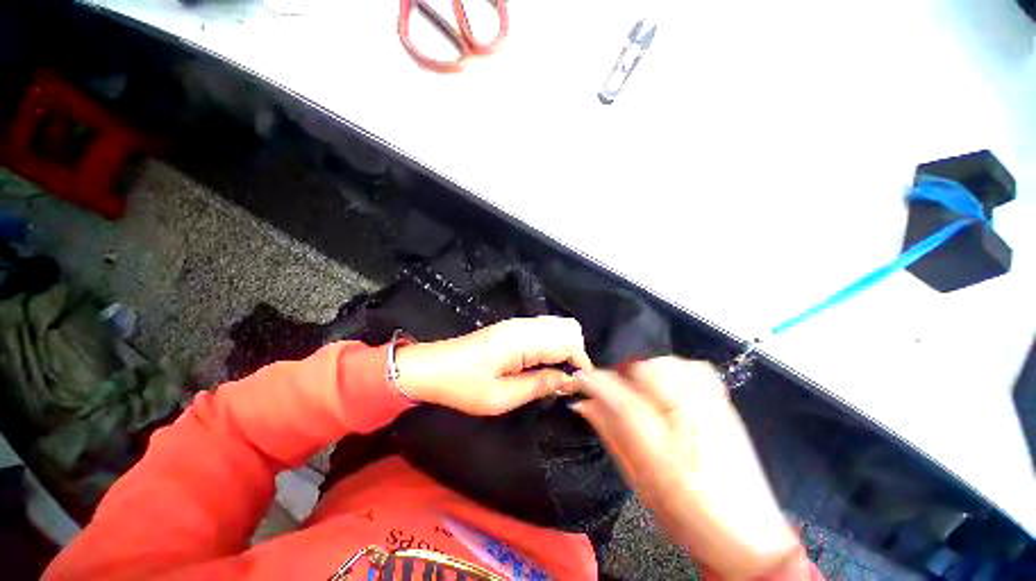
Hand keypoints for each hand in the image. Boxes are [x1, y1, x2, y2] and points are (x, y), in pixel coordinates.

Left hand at [394, 316, 592, 415]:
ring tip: (555, 375)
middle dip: (576, 353)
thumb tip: (570, 381)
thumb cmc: (463, 386)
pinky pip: (545, 329)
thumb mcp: (501, 397)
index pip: (569, 343)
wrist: (432, 367)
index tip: (580, 387)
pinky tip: (542, 364)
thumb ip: (539, 385)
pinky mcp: (512, 328)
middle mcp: (525, 326)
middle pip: (569, 328)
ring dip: (565, 348)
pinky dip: (553, 344)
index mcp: (523, 340)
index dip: (580, 364)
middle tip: (566, 380)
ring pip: (558, 326)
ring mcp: (518, 324)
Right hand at [572, 358, 800, 579]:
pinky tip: (670, 393)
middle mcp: (692, 413)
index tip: (581, 379)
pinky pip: (689, 366)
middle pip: (642, 368)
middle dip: (622, 379)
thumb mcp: (640, 482)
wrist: (752, 537)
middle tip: (617, 400)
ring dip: (646, 374)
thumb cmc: (690, 516)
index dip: (595, 382)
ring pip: (664, 362)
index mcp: (668, 443)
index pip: (619, 394)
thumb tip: (585, 403)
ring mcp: (712, 400)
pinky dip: (671, 371)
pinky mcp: (723, 399)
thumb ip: (611, 434)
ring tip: (645, 399)